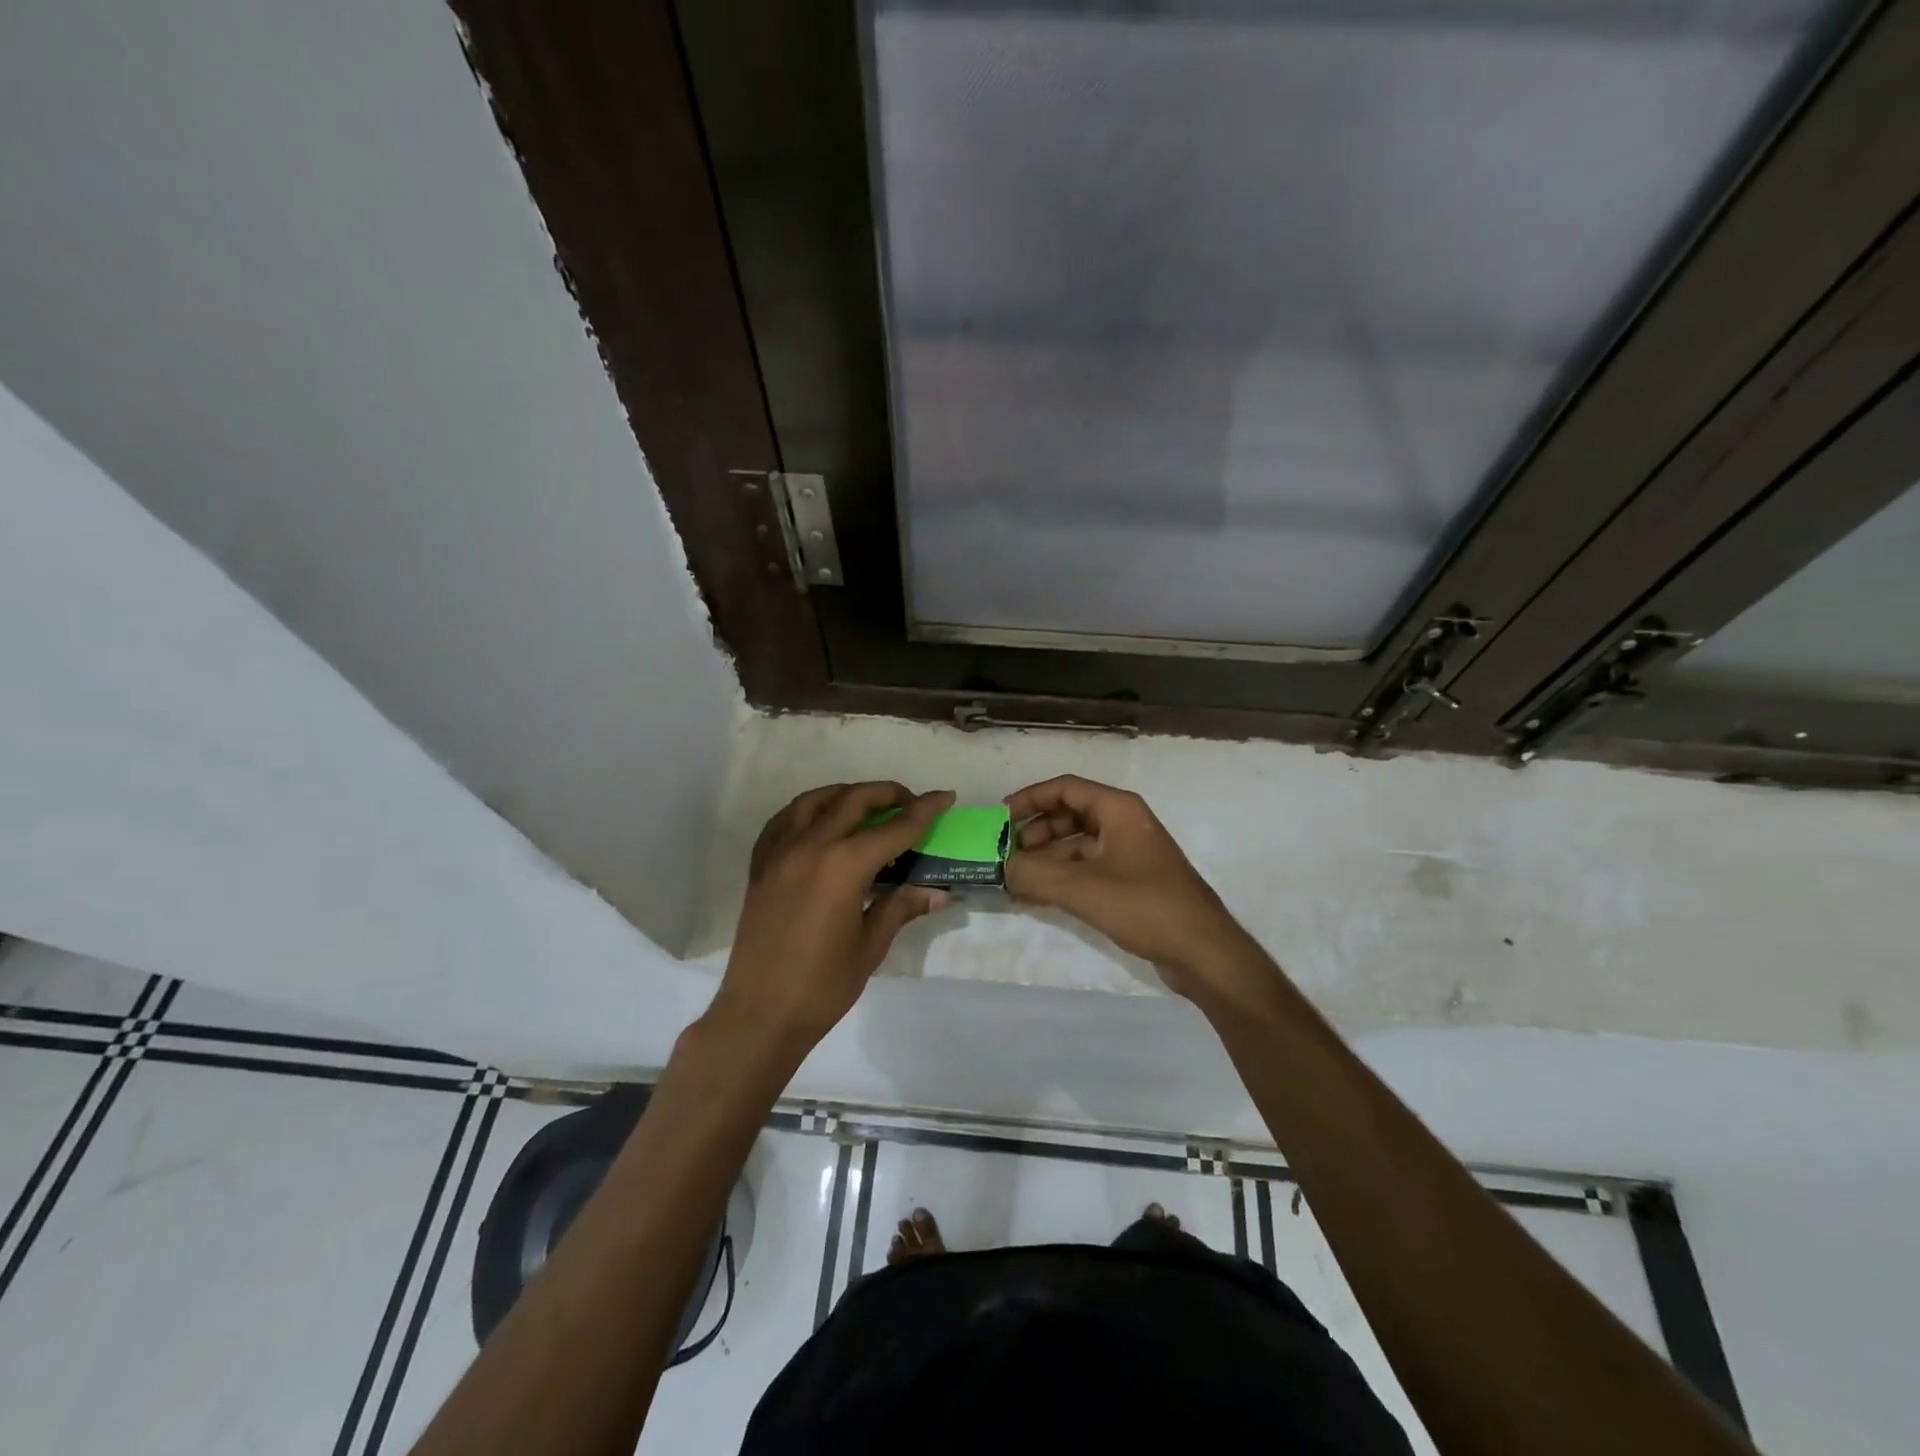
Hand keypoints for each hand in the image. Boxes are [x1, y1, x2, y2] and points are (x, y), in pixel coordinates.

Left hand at [711, 782, 955, 1053]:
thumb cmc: (822, 986)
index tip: (945, 796)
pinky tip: (820, 822)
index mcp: (844, 865)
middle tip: (911, 803)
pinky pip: (783, 821)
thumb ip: (901, 907)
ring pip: (814, 800)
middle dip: (887, 794)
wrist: (759, 1014)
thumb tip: (938, 892)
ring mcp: (779, 853)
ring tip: (867, 806)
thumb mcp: (870, 946)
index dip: (925, 810)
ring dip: (846, 794)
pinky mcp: (760, 866)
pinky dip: (808, 810)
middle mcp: (810, 846)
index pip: (894, 827)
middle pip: (853, 800)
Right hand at [1003, 775, 1252, 998]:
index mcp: (1118, 809)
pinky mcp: (1132, 882)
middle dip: (1035, 832)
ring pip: (1077, 845)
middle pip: (1069, 815)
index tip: (1001, 819)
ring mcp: (1130, 854)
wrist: (1202, 951)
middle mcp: (1124, 824)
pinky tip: (1038, 898)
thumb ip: (1034, 874)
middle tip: (1008, 855)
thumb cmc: (1144, 905)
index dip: (1030, 798)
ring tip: (1017, 881)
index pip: (1065, 788)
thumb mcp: (1081, 888)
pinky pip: (1088, 869)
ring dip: (1046, 858)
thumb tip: (1002, 868)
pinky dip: (1063, 877)